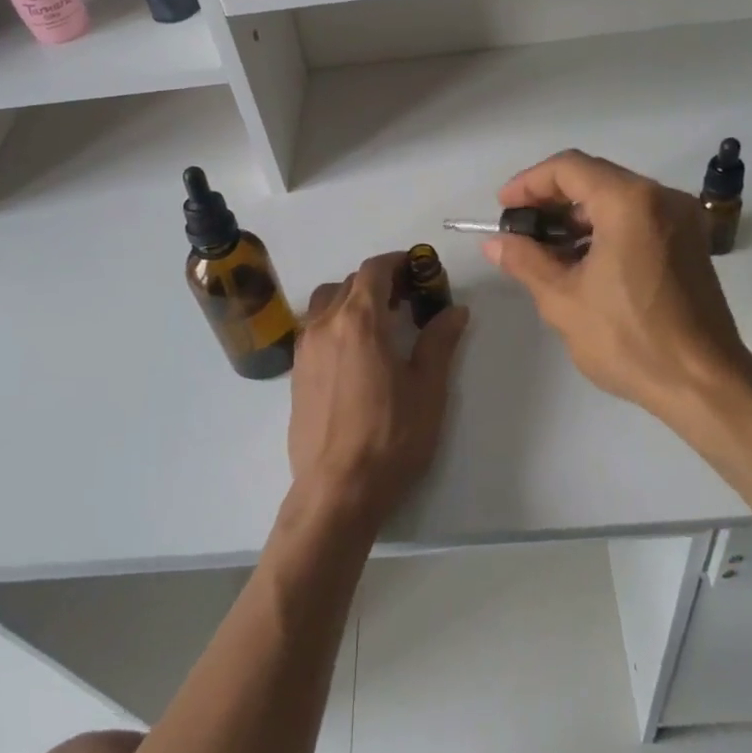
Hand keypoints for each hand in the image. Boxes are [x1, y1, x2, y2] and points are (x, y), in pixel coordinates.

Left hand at [288, 252, 468, 531]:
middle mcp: (325, 324)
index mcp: (360, 321)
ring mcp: (305, 349)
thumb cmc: (391, 437)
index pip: (374, 270)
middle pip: (350, 283)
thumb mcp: (428, 389)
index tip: (420, 271)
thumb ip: (440, 342)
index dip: (399, 262)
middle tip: (409, 300)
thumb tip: (455, 310)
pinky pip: (315, 329)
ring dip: (353, 300)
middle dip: (380, 282)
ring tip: (380, 324)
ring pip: (326, 302)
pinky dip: (336, 323)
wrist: (338, 490)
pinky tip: (356, 353)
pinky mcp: (296, 373)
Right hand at [484, 150, 751, 448]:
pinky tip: (581, 261)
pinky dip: (605, 228)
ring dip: (577, 217)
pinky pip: (638, 218)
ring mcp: (682, 219)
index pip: (569, 168)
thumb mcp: (564, 300)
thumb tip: (495, 242)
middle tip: (519, 229)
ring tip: (544, 250)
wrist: (704, 384)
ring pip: (616, 198)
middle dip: (551, 200)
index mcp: (630, 202)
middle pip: (595, 178)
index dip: (528, 183)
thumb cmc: (630, 340)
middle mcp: (661, 197)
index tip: (503, 207)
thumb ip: (526, 261)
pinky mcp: (690, 242)